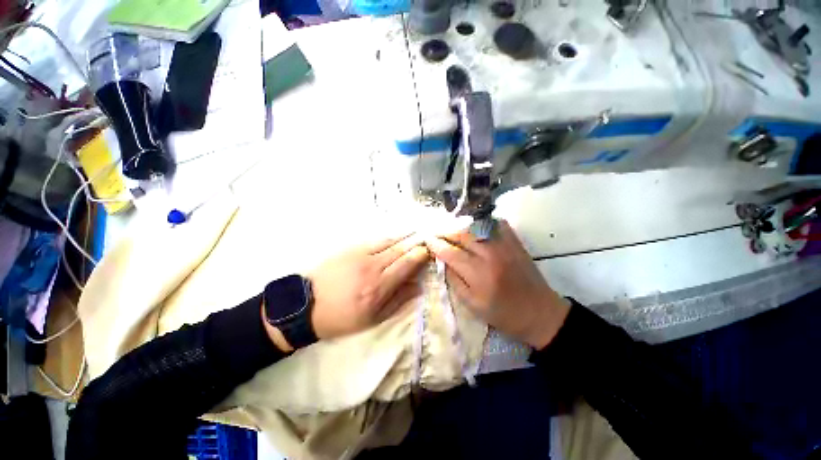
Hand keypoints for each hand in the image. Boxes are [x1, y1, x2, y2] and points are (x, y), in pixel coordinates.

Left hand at [308, 234, 429, 340]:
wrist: (306, 304)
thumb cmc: (342, 317)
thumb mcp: (373, 318)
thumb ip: (398, 300)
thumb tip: (418, 286)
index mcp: (379, 286)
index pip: (407, 264)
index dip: (420, 255)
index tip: (430, 251)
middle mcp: (373, 266)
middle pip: (400, 249)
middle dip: (416, 242)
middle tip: (427, 238)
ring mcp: (361, 254)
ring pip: (389, 240)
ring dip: (405, 236)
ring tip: (416, 232)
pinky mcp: (351, 248)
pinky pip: (375, 239)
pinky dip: (389, 236)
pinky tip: (396, 235)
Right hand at [426, 220, 569, 348]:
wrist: (540, 313)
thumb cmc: (503, 314)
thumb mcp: (473, 305)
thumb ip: (455, 281)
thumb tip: (443, 261)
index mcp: (479, 274)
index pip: (450, 252)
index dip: (436, 244)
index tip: (426, 238)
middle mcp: (490, 254)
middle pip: (461, 235)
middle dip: (445, 232)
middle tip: (436, 232)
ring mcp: (505, 245)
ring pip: (476, 227)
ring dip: (460, 226)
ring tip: (451, 229)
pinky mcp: (515, 242)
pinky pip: (497, 224)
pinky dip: (483, 222)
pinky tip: (475, 226)